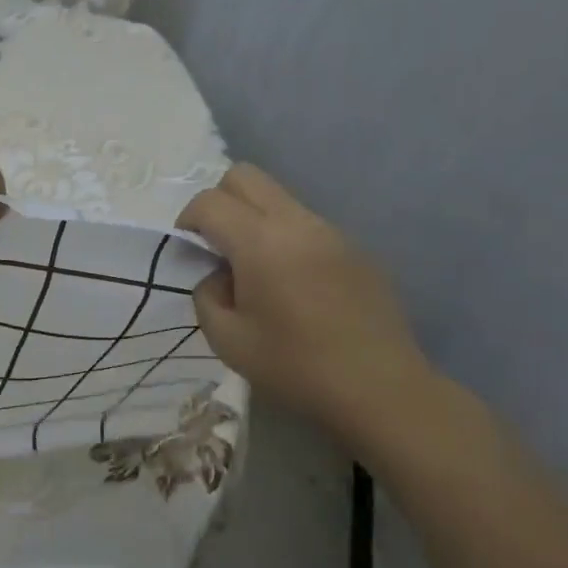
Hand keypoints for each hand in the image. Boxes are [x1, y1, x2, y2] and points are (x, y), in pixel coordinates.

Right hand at [179, 164, 432, 440]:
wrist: (380, 390)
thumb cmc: (295, 367)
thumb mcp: (227, 340)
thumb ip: (207, 295)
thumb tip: (219, 275)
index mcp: (261, 243)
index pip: (210, 201)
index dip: (188, 219)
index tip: (189, 250)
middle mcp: (297, 223)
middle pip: (246, 177)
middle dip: (219, 202)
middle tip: (217, 245)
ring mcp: (332, 232)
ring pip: (279, 198)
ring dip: (254, 220)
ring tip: (256, 271)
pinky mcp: (355, 249)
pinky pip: (307, 225)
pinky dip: (286, 239)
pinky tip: (294, 287)